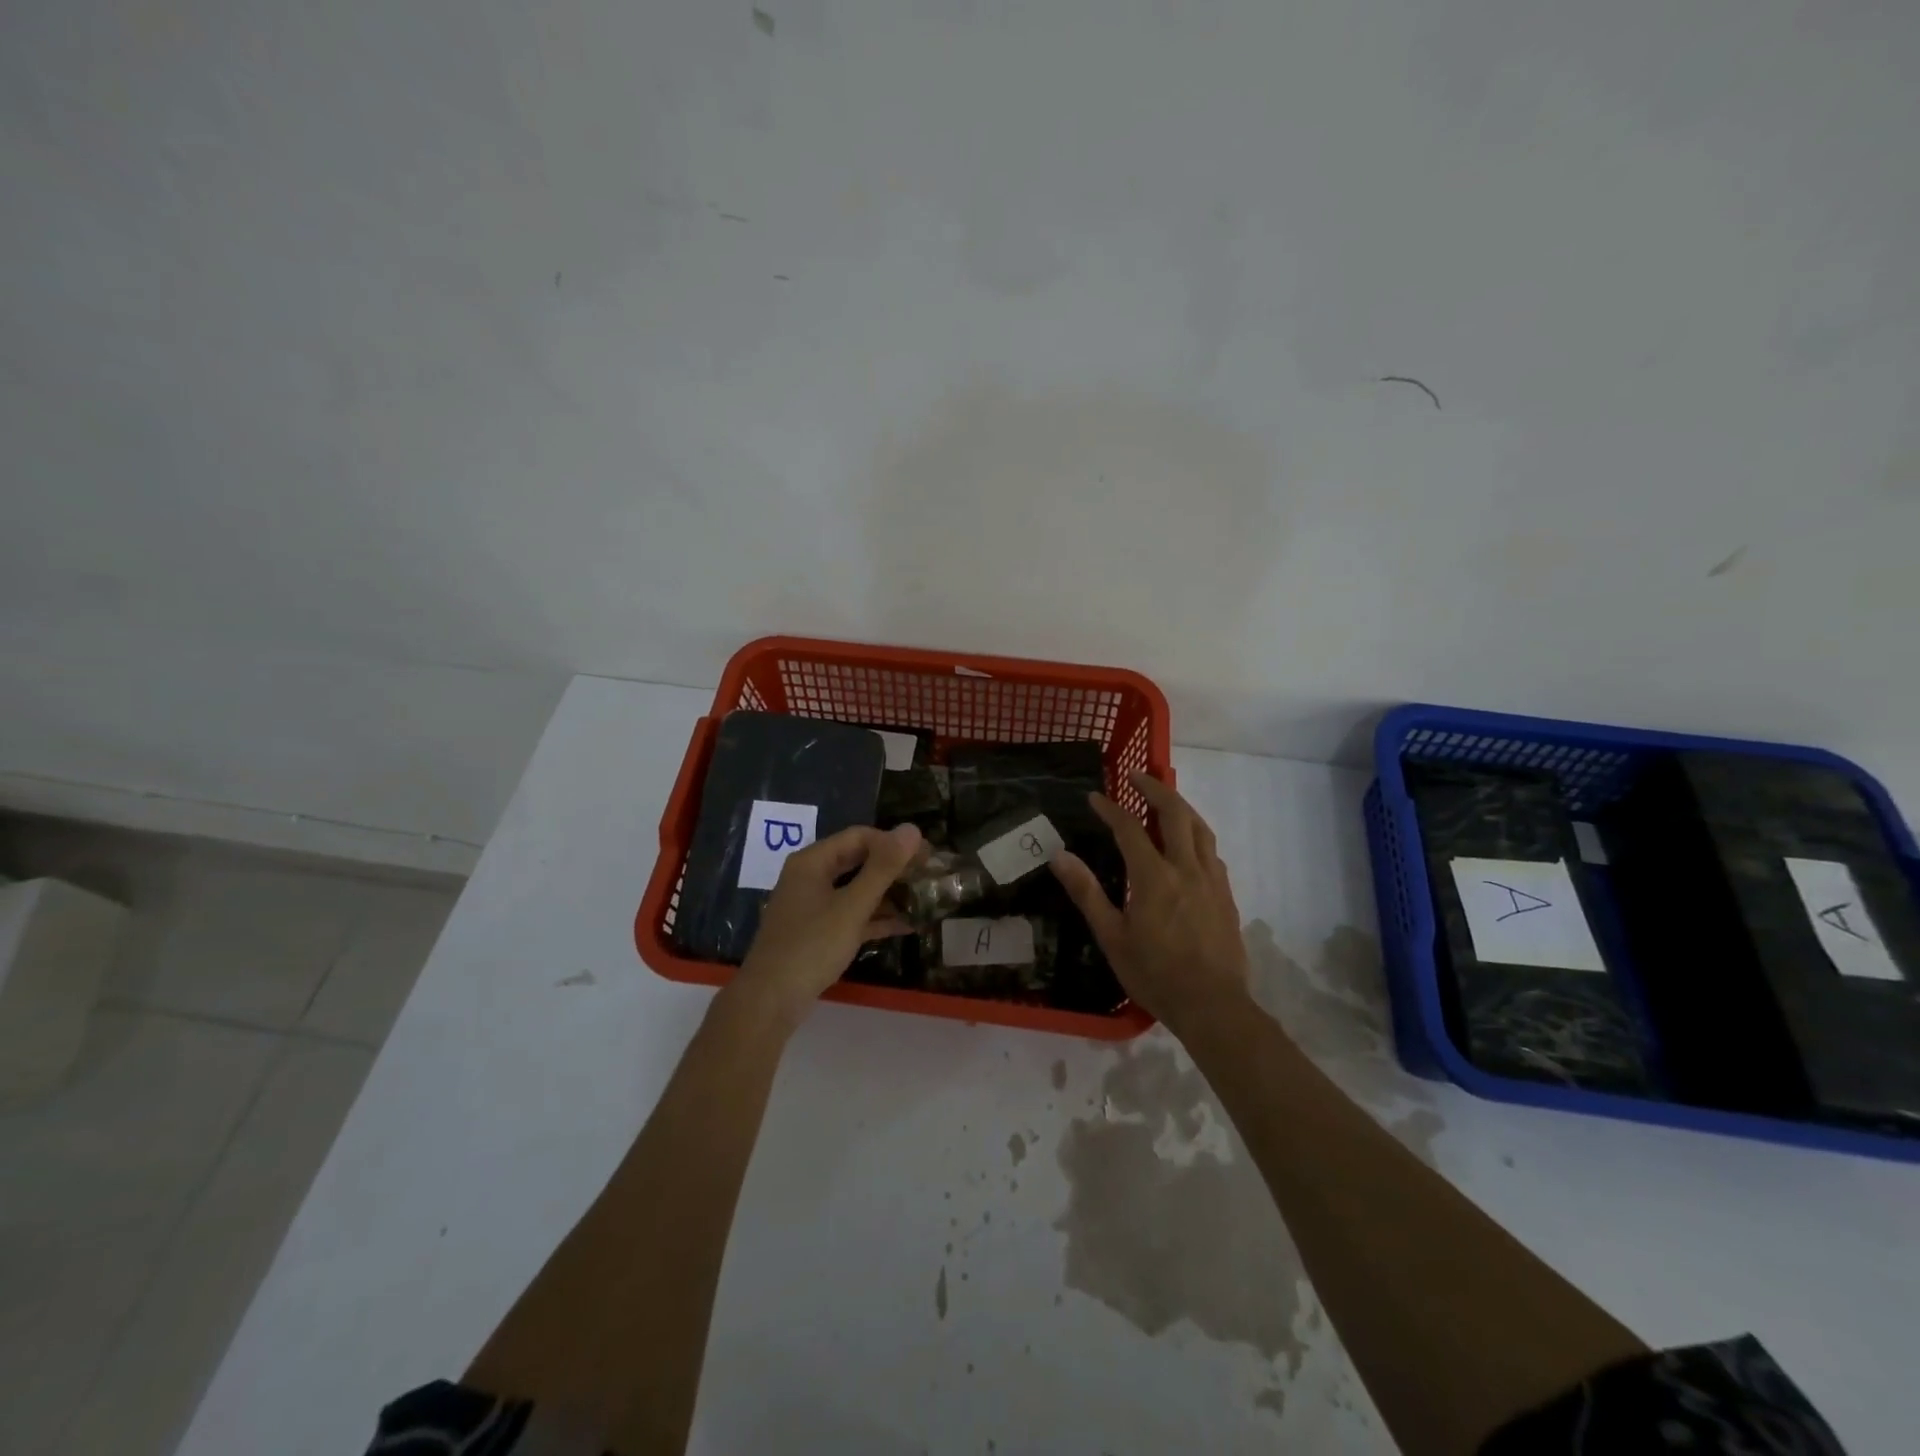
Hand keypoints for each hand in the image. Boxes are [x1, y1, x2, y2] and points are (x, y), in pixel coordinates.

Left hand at [731, 823, 923, 1026]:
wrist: (770, 1001)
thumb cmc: (811, 946)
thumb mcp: (852, 907)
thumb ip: (883, 868)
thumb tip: (912, 829)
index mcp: (812, 862)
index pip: (859, 836)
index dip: (893, 842)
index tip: (926, 855)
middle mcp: (810, 877)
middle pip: (858, 860)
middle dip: (893, 867)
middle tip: (928, 874)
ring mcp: (812, 906)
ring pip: (856, 889)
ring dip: (888, 893)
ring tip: (923, 898)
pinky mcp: (818, 932)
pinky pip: (851, 914)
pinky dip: (876, 917)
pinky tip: (906, 925)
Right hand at [1050, 771, 1250, 1034]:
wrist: (1213, 1005)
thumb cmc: (1155, 974)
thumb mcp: (1112, 937)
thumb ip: (1087, 892)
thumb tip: (1060, 856)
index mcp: (1154, 877)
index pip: (1129, 829)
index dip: (1110, 809)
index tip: (1094, 797)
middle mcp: (1186, 868)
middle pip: (1174, 813)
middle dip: (1154, 788)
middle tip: (1137, 775)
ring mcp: (1211, 879)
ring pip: (1199, 827)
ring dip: (1180, 806)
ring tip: (1164, 798)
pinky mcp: (1225, 894)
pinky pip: (1211, 850)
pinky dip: (1196, 833)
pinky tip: (1189, 842)